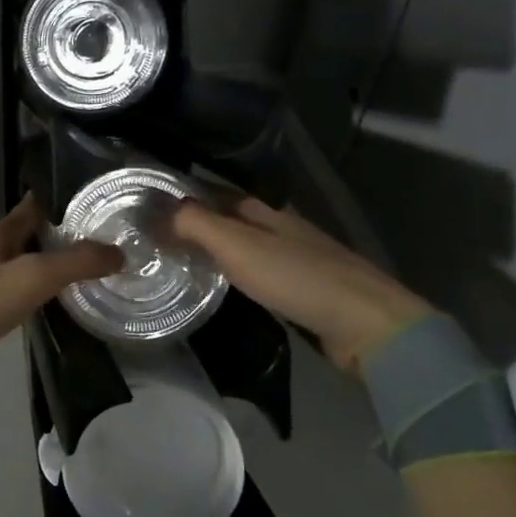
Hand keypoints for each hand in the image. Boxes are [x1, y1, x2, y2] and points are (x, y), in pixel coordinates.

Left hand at [0, 195, 122, 396]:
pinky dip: (24, 293)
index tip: (89, 202)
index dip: (58, 201)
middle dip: (54, 237)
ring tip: (73, 275)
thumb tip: (119, 252)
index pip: (31, 207)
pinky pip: (2, 292)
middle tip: (93, 244)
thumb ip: (75, 263)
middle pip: (23, 236)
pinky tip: (37, 306)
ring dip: (39, 266)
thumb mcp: (31, 277)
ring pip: (12, 264)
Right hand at [171, 195, 429, 375]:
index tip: (149, 210)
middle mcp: (281, 227)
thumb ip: (196, 224)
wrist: (366, 323)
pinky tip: (226, 288)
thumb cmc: (295, 277)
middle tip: (157, 240)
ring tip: (182, 263)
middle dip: (198, 225)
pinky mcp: (307, 290)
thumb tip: (159, 212)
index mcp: (265, 210)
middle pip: (231, 219)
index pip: (216, 193)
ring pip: (246, 247)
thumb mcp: (237, 245)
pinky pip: (260, 274)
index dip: (185, 198)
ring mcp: (297, 258)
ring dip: (217, 251)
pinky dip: (238, 275)